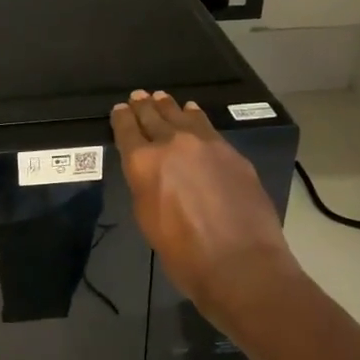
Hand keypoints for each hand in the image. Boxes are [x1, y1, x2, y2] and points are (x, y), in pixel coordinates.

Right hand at [111, 90, 298, 327]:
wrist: (239, 262)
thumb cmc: (183, 252)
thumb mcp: (148, 218)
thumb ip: (146, 186)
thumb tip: (152, 172)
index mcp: (143, 163)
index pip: (127, 131)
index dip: (122, 119)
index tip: (120, 110)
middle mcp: (172, 144)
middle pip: (154, 117)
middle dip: (144, 107)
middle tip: (138, 97)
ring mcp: (206, 145)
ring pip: (183, 117)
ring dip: (170, 108)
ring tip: (163, 99)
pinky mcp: (232, 153)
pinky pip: (208, 128)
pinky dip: (196, 119)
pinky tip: (194, 115)